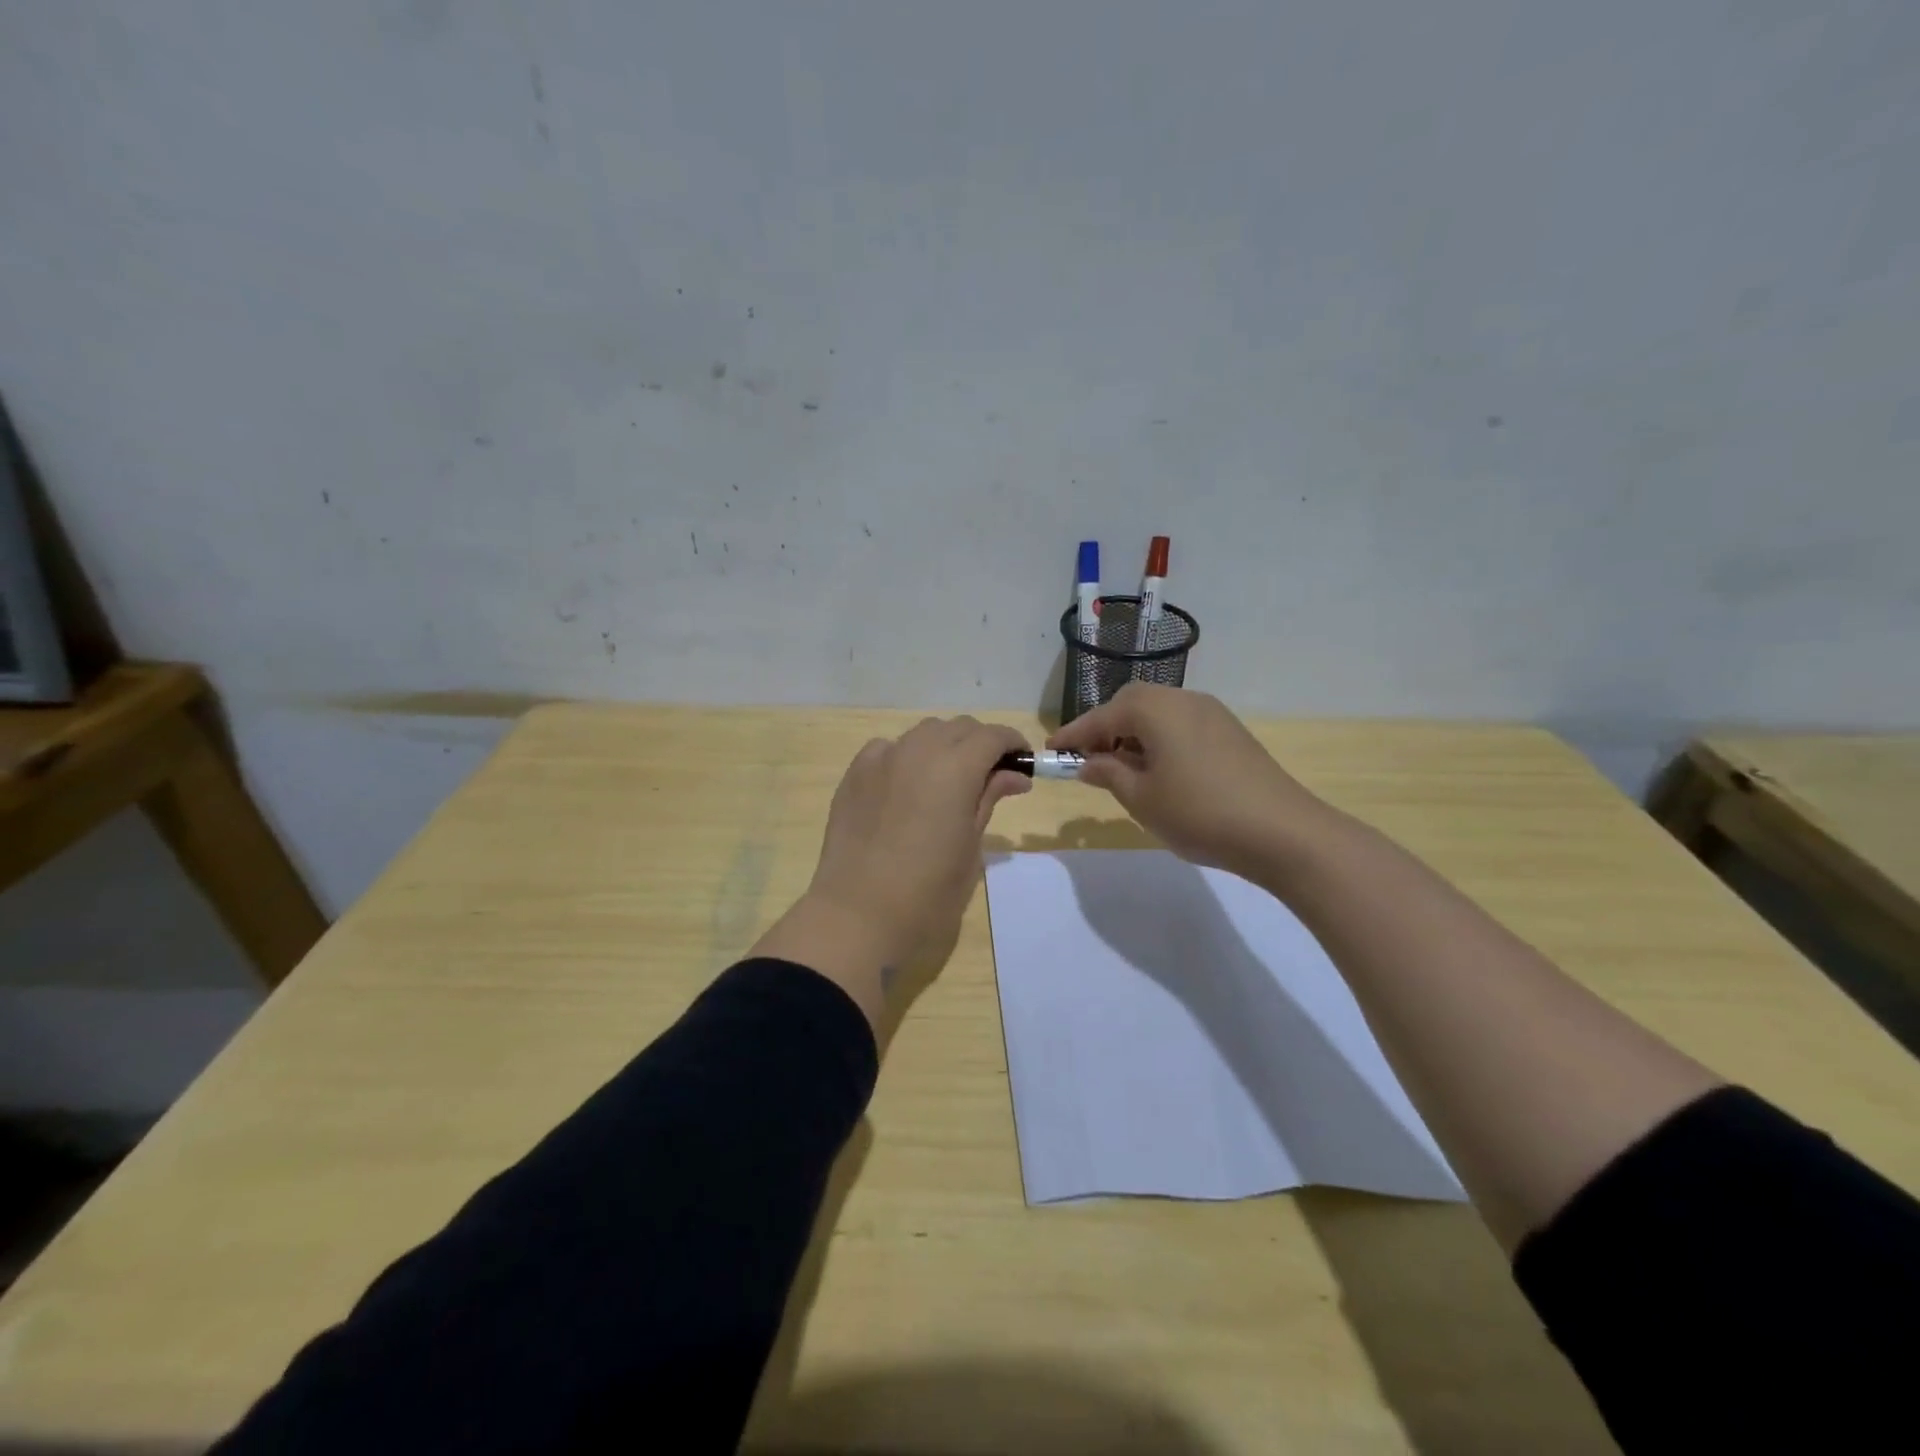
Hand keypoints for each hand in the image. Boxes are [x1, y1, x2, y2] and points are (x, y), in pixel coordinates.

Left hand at [754, 717, 1029, 1029]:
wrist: (858, 915)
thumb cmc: (928, 892)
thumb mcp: (971, 847)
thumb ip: (989, 799)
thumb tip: (1013, 775)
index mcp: (955, 768)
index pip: (992, 736)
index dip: (1012, 743)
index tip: (1022, 763)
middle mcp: (918, 750)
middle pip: (958, 727)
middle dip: (980, 743)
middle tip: (990, 776)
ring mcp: (881, 758)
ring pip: (923, 733)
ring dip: (944, 746)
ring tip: (949, 781)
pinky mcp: (854, 774)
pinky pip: (888, 749)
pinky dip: (907, 756)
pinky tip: (907, 787)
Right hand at [1048, 684, 1333, 882]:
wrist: (1282, 832)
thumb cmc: (1199, 813)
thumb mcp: (1141, 798)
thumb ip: (1109, 774)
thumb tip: (1088, 762)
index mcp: (1154, 709)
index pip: (1102, 716)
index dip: (1074, 735)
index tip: (1051, 750)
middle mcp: (1182, 699)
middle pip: (1131, 704)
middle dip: (1105, 729)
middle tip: (1088, 760)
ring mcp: (1212, 713)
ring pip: (1158, 713)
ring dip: (1133, 734)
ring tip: (1121, 769)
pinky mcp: (1231, 732)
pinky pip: (1181, 725)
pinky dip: (1160, 739)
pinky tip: (1159, 770)